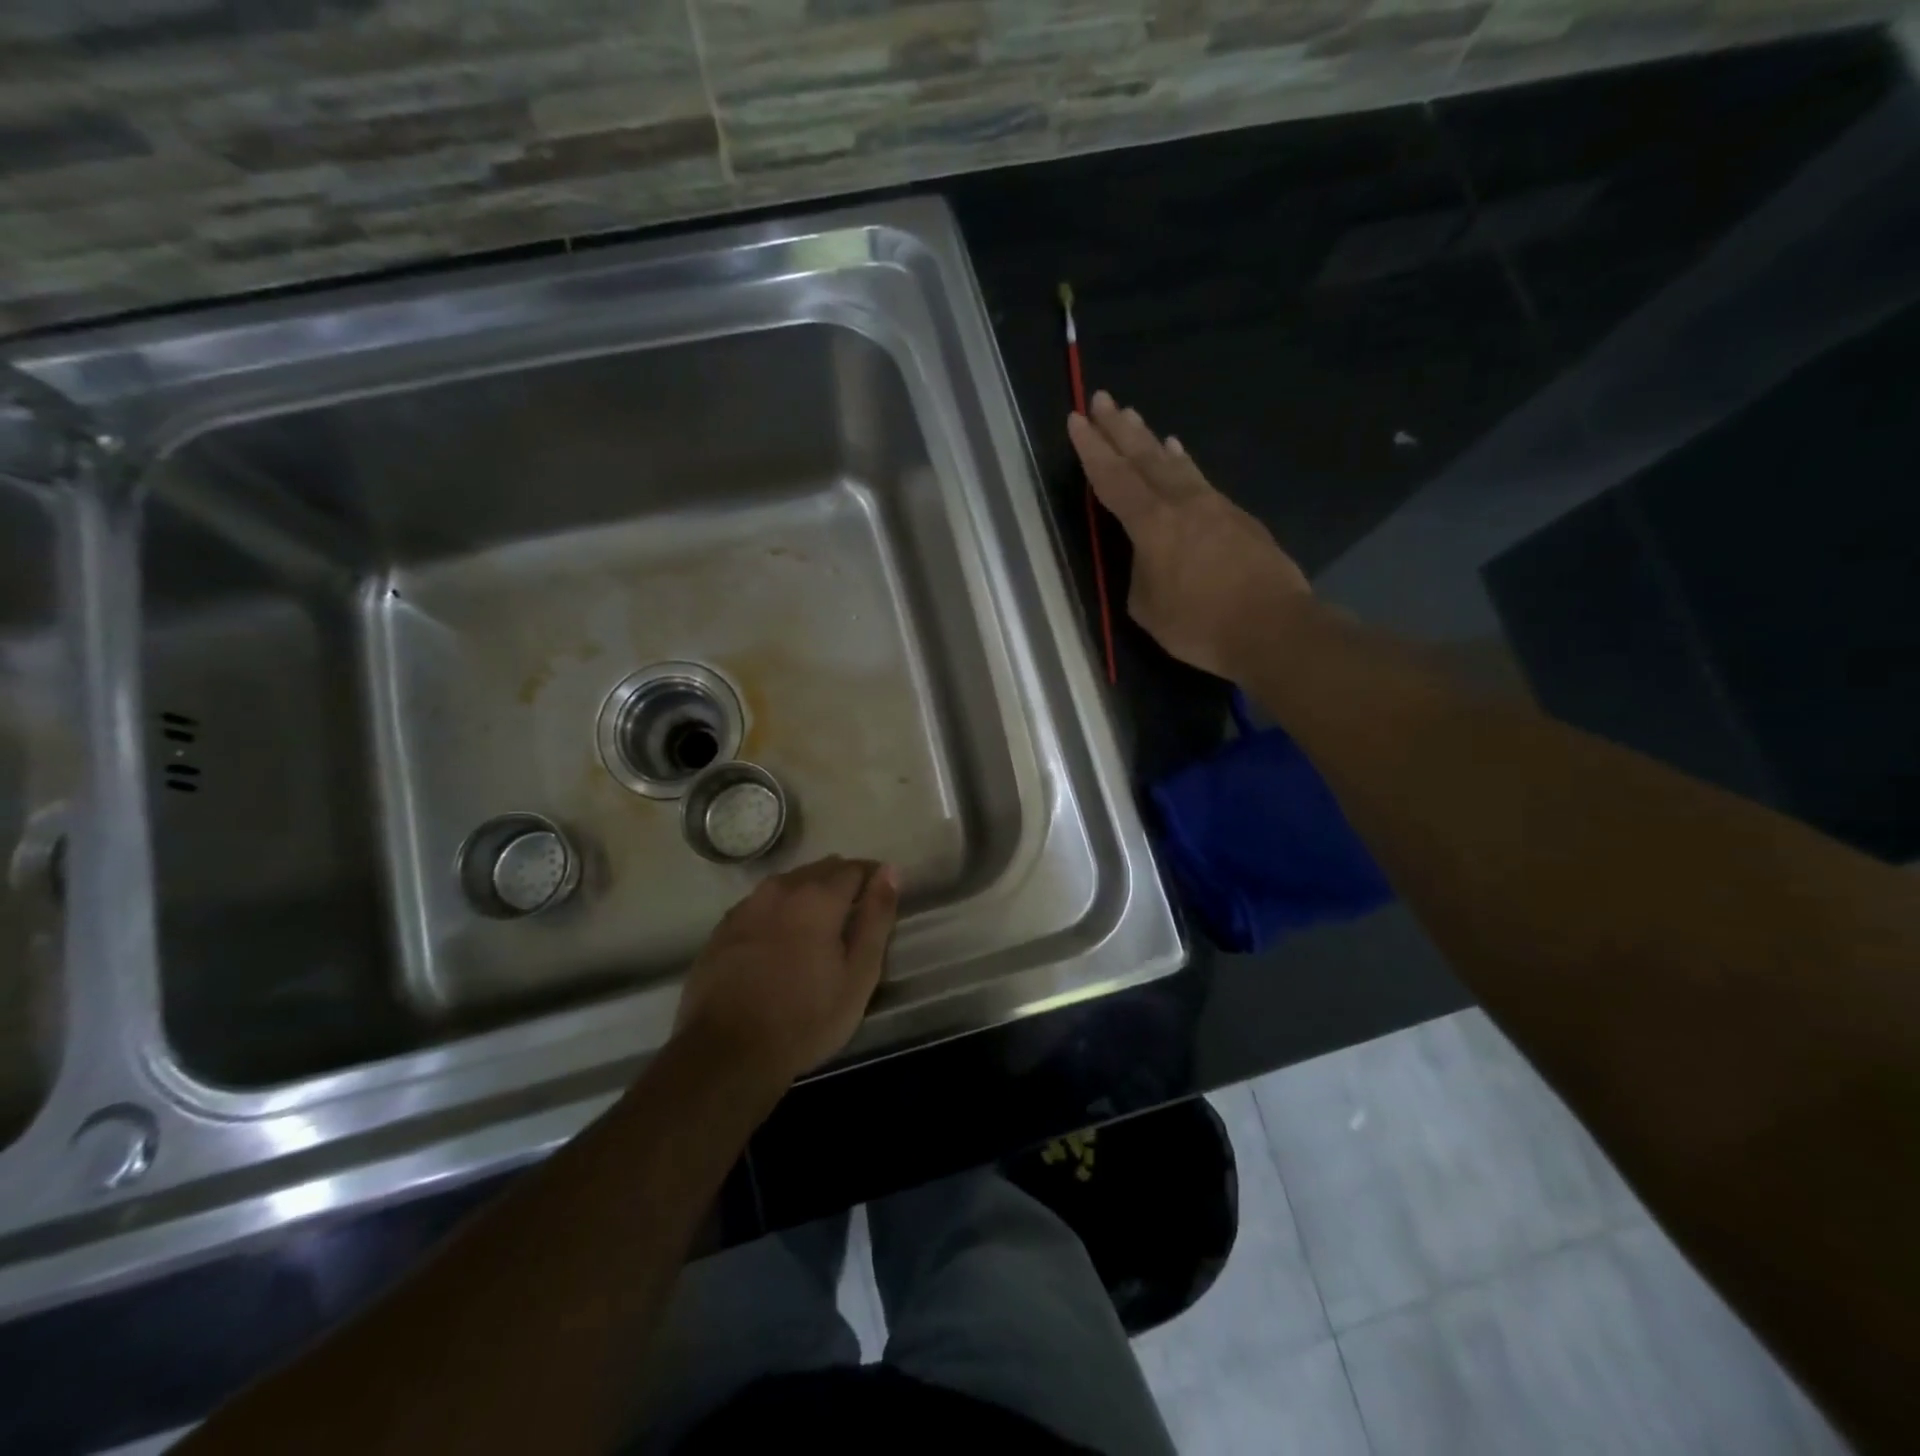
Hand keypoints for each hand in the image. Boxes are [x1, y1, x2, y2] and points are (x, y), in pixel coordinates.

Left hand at [674, 856, 898, 1084]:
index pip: (854, 868)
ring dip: (808, 895)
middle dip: (841, 883)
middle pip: (820, 870)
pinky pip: (761, 905)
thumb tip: (890, 871)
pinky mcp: (723, 928)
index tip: (880, 898)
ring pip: (788, 884)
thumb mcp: (858, 974)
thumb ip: (876, 918)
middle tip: (853, 915)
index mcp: (818, 896)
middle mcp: (781, 889)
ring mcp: (747, 906)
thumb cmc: (806, 1018)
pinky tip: (780, 941)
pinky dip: (778, 912)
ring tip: (818, 928)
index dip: (872, 878)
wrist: (726, 1053)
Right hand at [1068, 391, 1309, 679]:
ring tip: (1136, 417)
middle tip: (1102, 399)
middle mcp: (1182, 503)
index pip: (1113, 479)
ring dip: (1151, 440)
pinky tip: (1180, 457)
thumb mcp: (1147, 608)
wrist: (1273, 627)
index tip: (1076, 419)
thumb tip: (1151, 558)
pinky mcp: (1239, 518)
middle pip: (1144, 458)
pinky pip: (1200, 480)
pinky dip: (1183, 463)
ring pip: (1176, 464)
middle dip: (1119, 428)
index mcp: (1152, 525)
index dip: (1092, 450)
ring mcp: (1215, 506)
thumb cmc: (1200, 625)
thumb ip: (1140, 573)